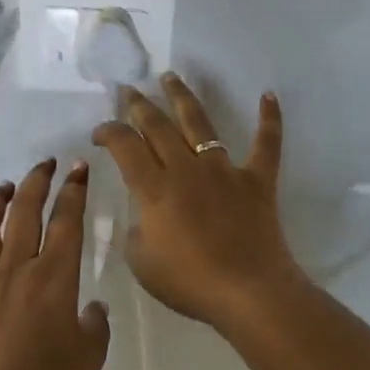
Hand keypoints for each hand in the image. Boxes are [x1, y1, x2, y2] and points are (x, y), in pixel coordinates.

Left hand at [0, 159, 109, 369]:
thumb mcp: (89, 358)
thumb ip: (95, 327)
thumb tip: (93, 309)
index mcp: (54, 277)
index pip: (66, 220)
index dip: (74, 190)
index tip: (79, 169)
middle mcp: (17, 267)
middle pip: (25, 210)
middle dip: (38, 180)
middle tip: (47, 163)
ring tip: (6, 186)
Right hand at [92, 75, 309, 331]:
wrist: (248, 292)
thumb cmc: (189, 282)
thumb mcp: (141, 262)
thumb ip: (136, 230)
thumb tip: (145, 213)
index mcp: (155, 188)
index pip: (125, 146)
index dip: (108, 132)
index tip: (100, 132)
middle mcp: (186, 168)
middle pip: (157, 126)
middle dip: (139, 105)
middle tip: (128, 90)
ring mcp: (223, 170)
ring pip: (200, 123)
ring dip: (182, 97)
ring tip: (170, 77)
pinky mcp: (256, 179)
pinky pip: (266, 143)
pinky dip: (269, 118)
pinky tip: (269, 94)